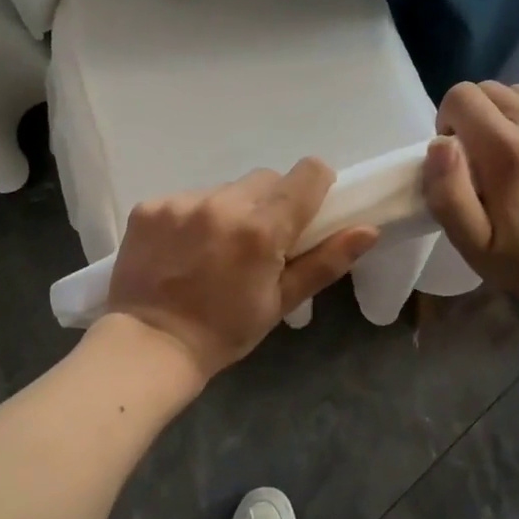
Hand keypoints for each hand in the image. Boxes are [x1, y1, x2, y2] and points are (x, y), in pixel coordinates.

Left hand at [103, 159, 378, 382]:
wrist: (151, 345)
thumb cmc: (225, 331)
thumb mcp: (281, 302)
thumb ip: (325, 262)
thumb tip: (369, 229)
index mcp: (262, 229)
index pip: (307, 173)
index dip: (315, 186)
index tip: (307, 209)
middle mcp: (223, 204)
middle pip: (265, 179)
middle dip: (269, 204)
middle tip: (256, 243)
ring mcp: (181, 202)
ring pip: (224, 189)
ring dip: (228, 210)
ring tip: (213, 250)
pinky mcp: (149, 206)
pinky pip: (186, 198)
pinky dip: (192, 217)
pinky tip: (182, 250)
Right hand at [423, 81, 518, 315]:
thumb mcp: (468, 239)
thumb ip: (446, 190)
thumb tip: (440, 143)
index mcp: (506, 150)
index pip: (462, 97)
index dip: (450, 122)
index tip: (460, 154)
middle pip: (492, 89)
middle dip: (478, 117)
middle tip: (485, 156)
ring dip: (511, 115)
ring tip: (517, 152)